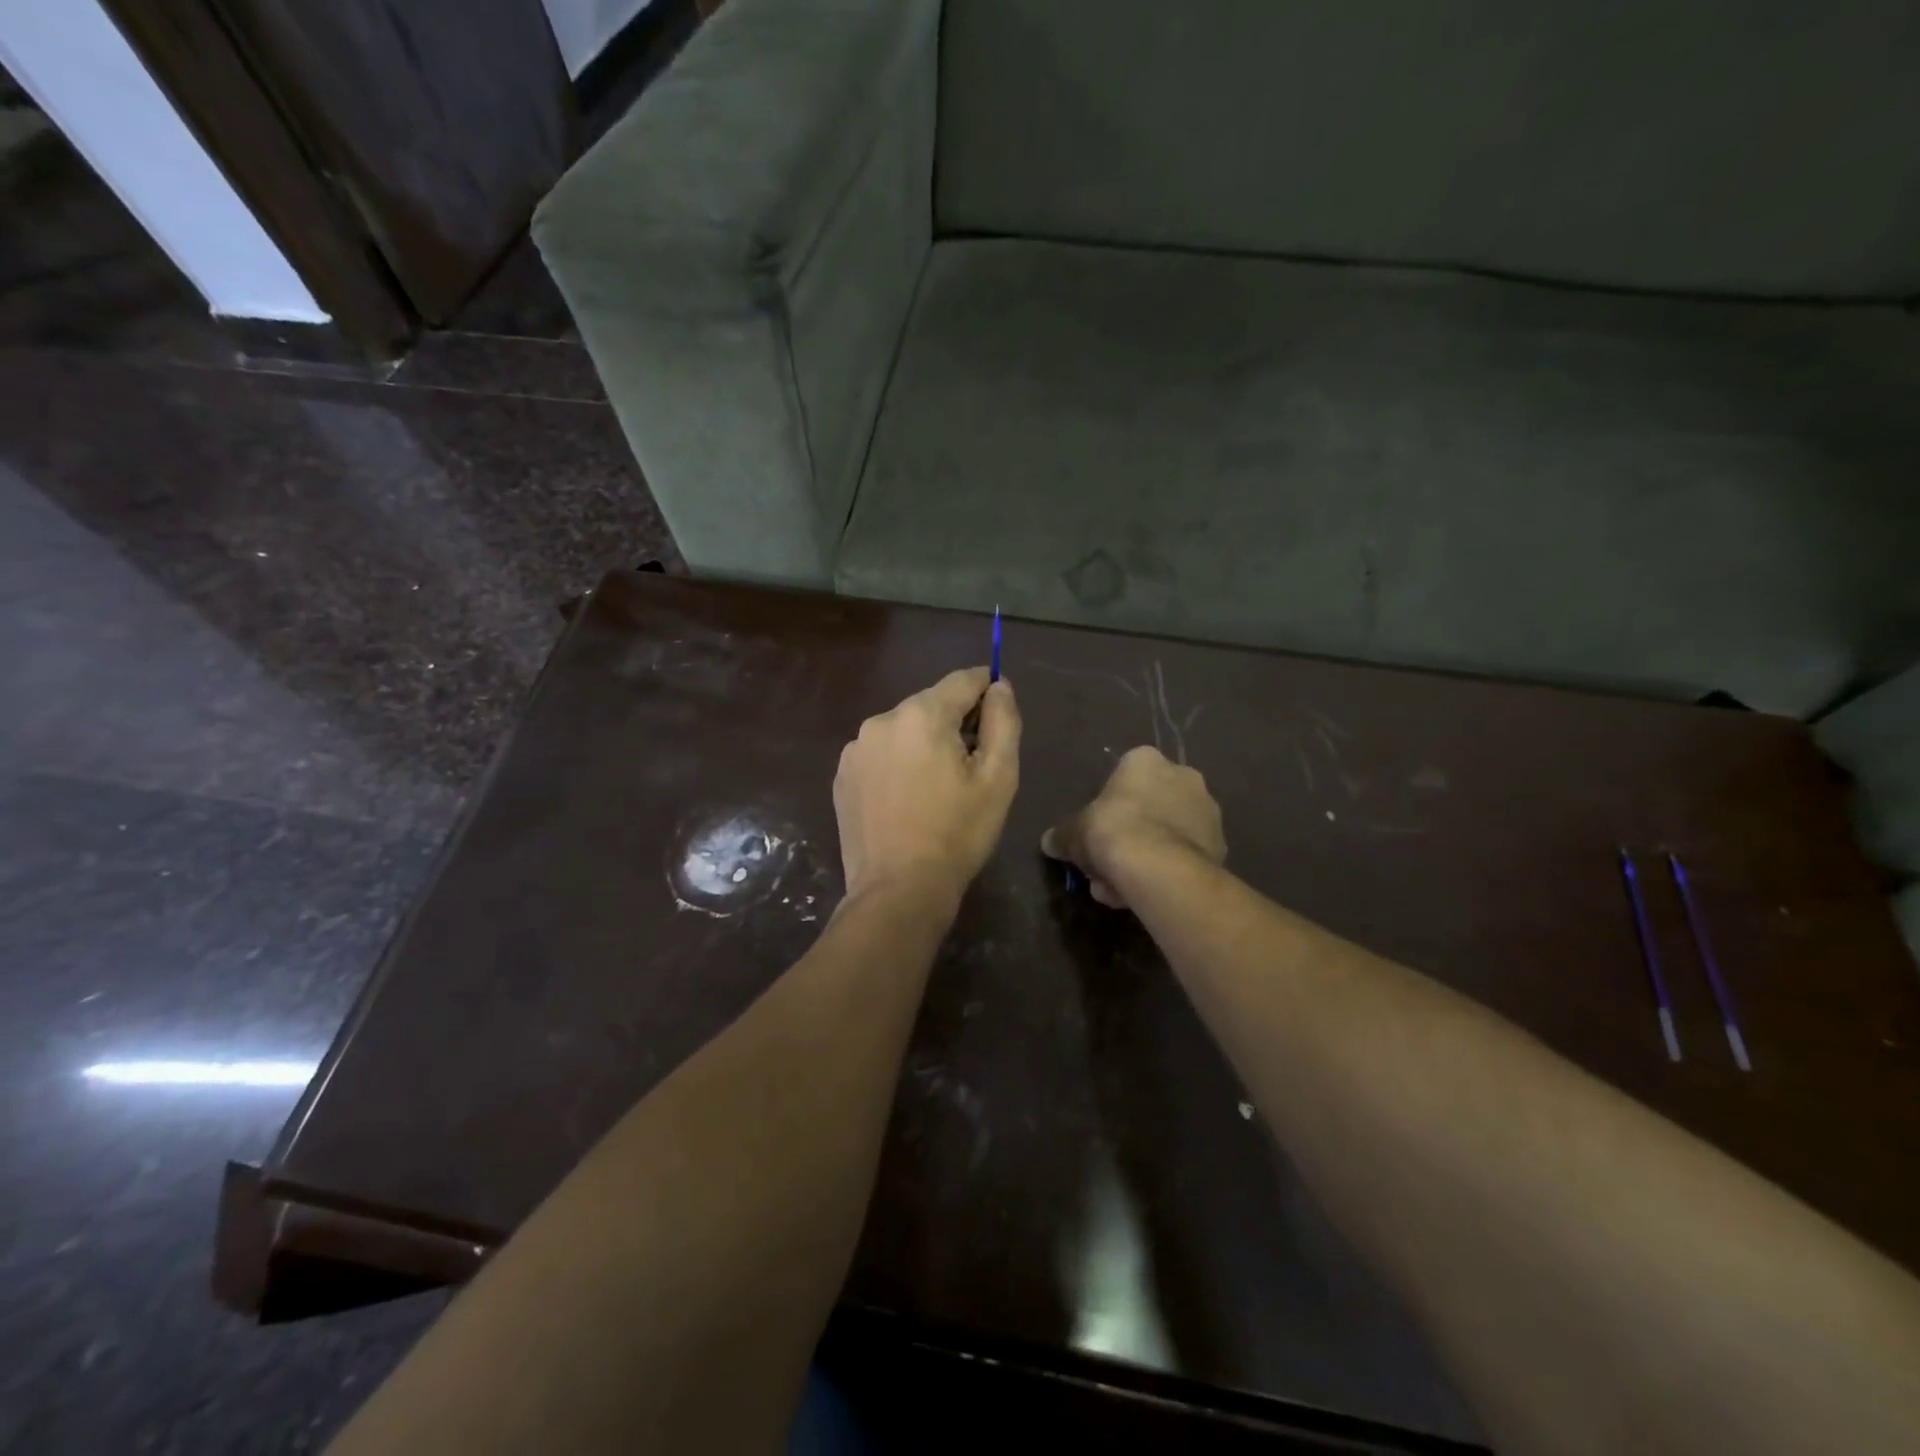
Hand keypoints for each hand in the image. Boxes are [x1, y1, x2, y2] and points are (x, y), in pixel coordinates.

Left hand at [834, 668, 1020, 903]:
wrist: (898, 890)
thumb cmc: (957, 833)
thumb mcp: (998, 777)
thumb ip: (1003, 721)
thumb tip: (999, 686)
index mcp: (922, 715)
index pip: (963, 680)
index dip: (987, 686)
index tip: (999, 708)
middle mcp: (881, 720)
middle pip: (931, 705)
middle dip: (955, 723)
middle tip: (973, 763)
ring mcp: (855, 749)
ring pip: (904, 730)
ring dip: (924, 744)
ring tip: (938, 787)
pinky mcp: (842, 776)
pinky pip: (880, 755)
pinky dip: (898, 764)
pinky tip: (907, 800)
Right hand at [1041, 746, 1224, 906]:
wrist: (1158, 867)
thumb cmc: (1111, 831)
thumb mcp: (1072, 832)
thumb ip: (1062, 835)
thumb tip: (1050, 842)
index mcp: (1146, 760)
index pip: (1124, 775)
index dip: (1108, 806)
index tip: (1097, 831)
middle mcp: (1183, 775)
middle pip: (1148, 806)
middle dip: (1129, 835)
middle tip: (1107, 864)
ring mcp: (1207, 811)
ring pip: (1167, 833)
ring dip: (1146, 856)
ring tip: (1123, 888)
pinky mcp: (1221, 845)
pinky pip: (1184, 855)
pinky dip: (1167, 870)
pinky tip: (1147, 892)